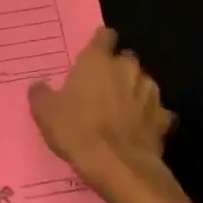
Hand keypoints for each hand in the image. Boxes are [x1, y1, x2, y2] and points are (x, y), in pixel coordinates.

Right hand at [28, 27, 175, 198]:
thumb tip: (39, 85)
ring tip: (121, 109)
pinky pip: (158, 112)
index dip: (100, 42)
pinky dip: (150, 117)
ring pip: (144, 83)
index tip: (93, 53)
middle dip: (118, 69)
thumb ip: (41, 93)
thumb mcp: (45, 112)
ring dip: (134, 91)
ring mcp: (149, 93)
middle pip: (126, 59)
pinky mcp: (163, 119)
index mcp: (98, 60)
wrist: (117, 166)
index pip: (104, 36)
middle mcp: (127, 69)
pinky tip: (139, 129)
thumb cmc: (77, 130)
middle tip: (102, 87)